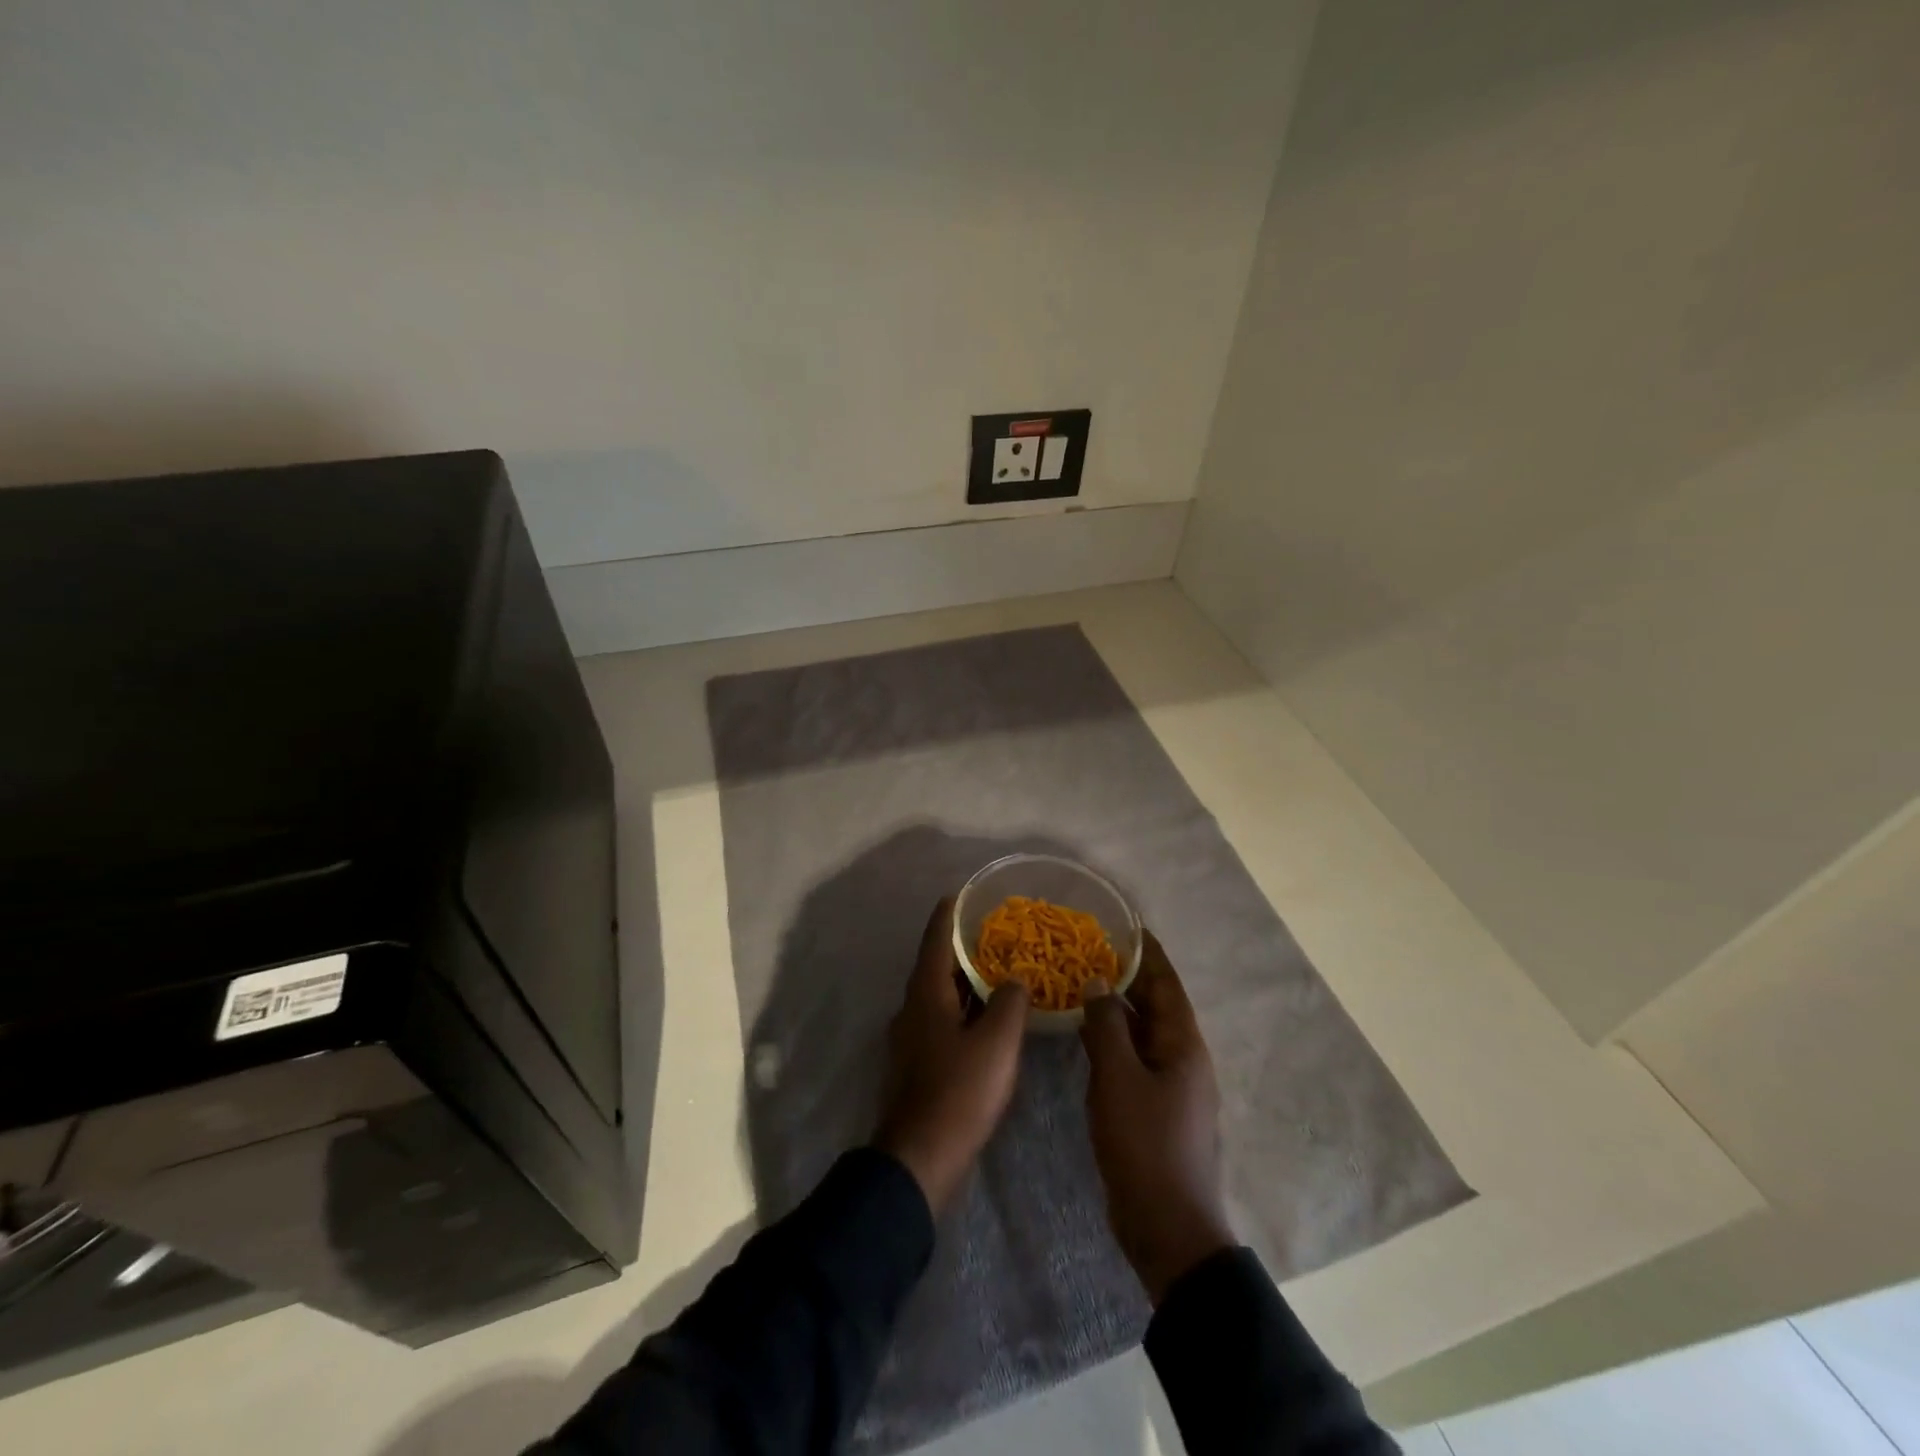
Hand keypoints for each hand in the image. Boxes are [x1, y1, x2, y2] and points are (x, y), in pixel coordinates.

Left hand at [874, 899, 1029, 1213]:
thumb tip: (1015, 980)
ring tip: (1000, 969)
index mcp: (926, 993)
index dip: (949, 913)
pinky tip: (990, 1018)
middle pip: (938, 964)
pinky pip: (944, 1020)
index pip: (936, 938)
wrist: (921, 1157)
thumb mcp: (997, 1042)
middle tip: (997, 931)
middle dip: (964, 946)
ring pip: (941, 994)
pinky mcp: (919, 1063)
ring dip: (967, 979)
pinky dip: (965, 1008)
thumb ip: (1009, 1002)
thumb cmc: (959, 1090)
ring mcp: (913, 1037)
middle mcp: (913, 1007)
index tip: (963, 893)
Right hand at [1080, 932, 1234, 1304]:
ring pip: (1140, 1032)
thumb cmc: (1145, 1144)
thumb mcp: (1119, 1078)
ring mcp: (1168, 1085)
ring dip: (1115, 1007)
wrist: (1165, 1226)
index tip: (1125, 924)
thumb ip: (1106, 1026)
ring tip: (1080, 980)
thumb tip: (1099, 982)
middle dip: (1127, 975)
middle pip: (1154, 1005)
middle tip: (1090, 948)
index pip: (1166, 983)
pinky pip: (1131, 1058)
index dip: (1148, 953)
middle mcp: (1181, 1058)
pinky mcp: (1152, 1107)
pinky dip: (1110, 1039)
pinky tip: (1082, 1032)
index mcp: (1183, 1045)